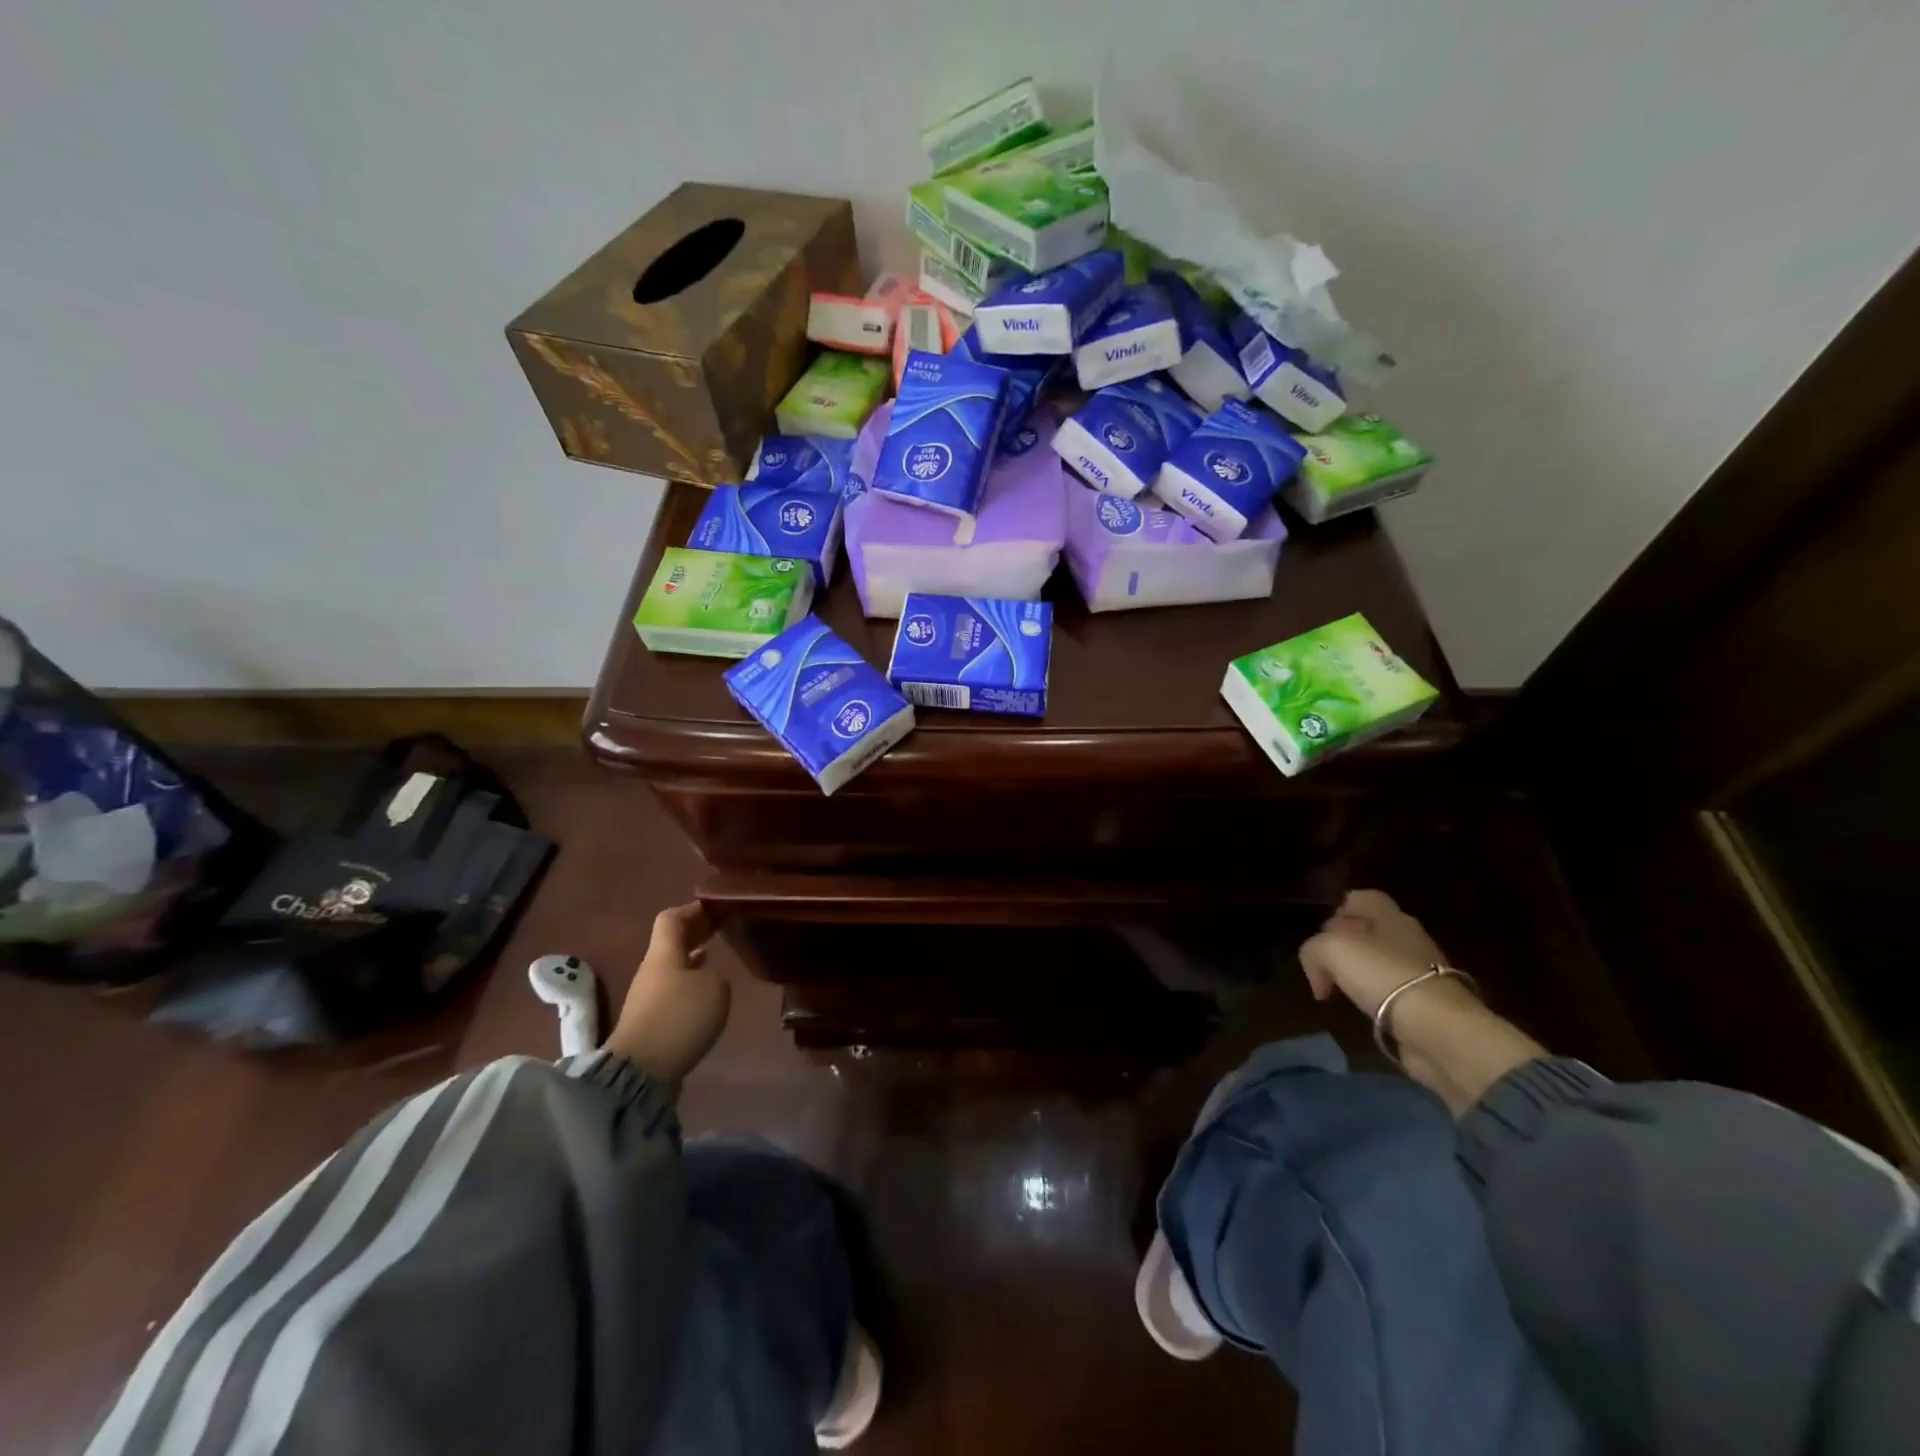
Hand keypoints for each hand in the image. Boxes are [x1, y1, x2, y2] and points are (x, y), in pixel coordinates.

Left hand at [604, 903, 729, 1084]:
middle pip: (671, 943)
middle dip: (695, 934)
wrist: (640, 1071)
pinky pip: (673, 991)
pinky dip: (690, 985)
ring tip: (718, 958)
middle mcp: (652, 970)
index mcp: (664, 953)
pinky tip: (706, 994)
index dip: (692, 910)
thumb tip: (709, 976)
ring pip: (673, 967)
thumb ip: (716, 973)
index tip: (715, 908)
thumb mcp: (714, 988)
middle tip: (721, 929)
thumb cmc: (679, 1018)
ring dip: (693, 960)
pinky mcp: (650, 1022)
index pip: (671, 918)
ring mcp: (648, 997)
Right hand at [1298, 889, 1453, 1017]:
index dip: (1339, 909)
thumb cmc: (1383, 975)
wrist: (1439, 1029)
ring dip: (1359, 973)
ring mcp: (1422, 971)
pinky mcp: (1427, 1004)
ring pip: (1380, 961)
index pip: (1362, 898)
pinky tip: (1362, 1009)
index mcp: (1391, 916)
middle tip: (1324, 963)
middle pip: (1370, 929)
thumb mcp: (1331, 950)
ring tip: (1339, 989)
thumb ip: (1313, 951)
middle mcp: (1409, 938)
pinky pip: (1392, 991)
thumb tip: (1318, 974)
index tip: (1320, 931)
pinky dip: (1375, 998)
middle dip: (1345, 943)